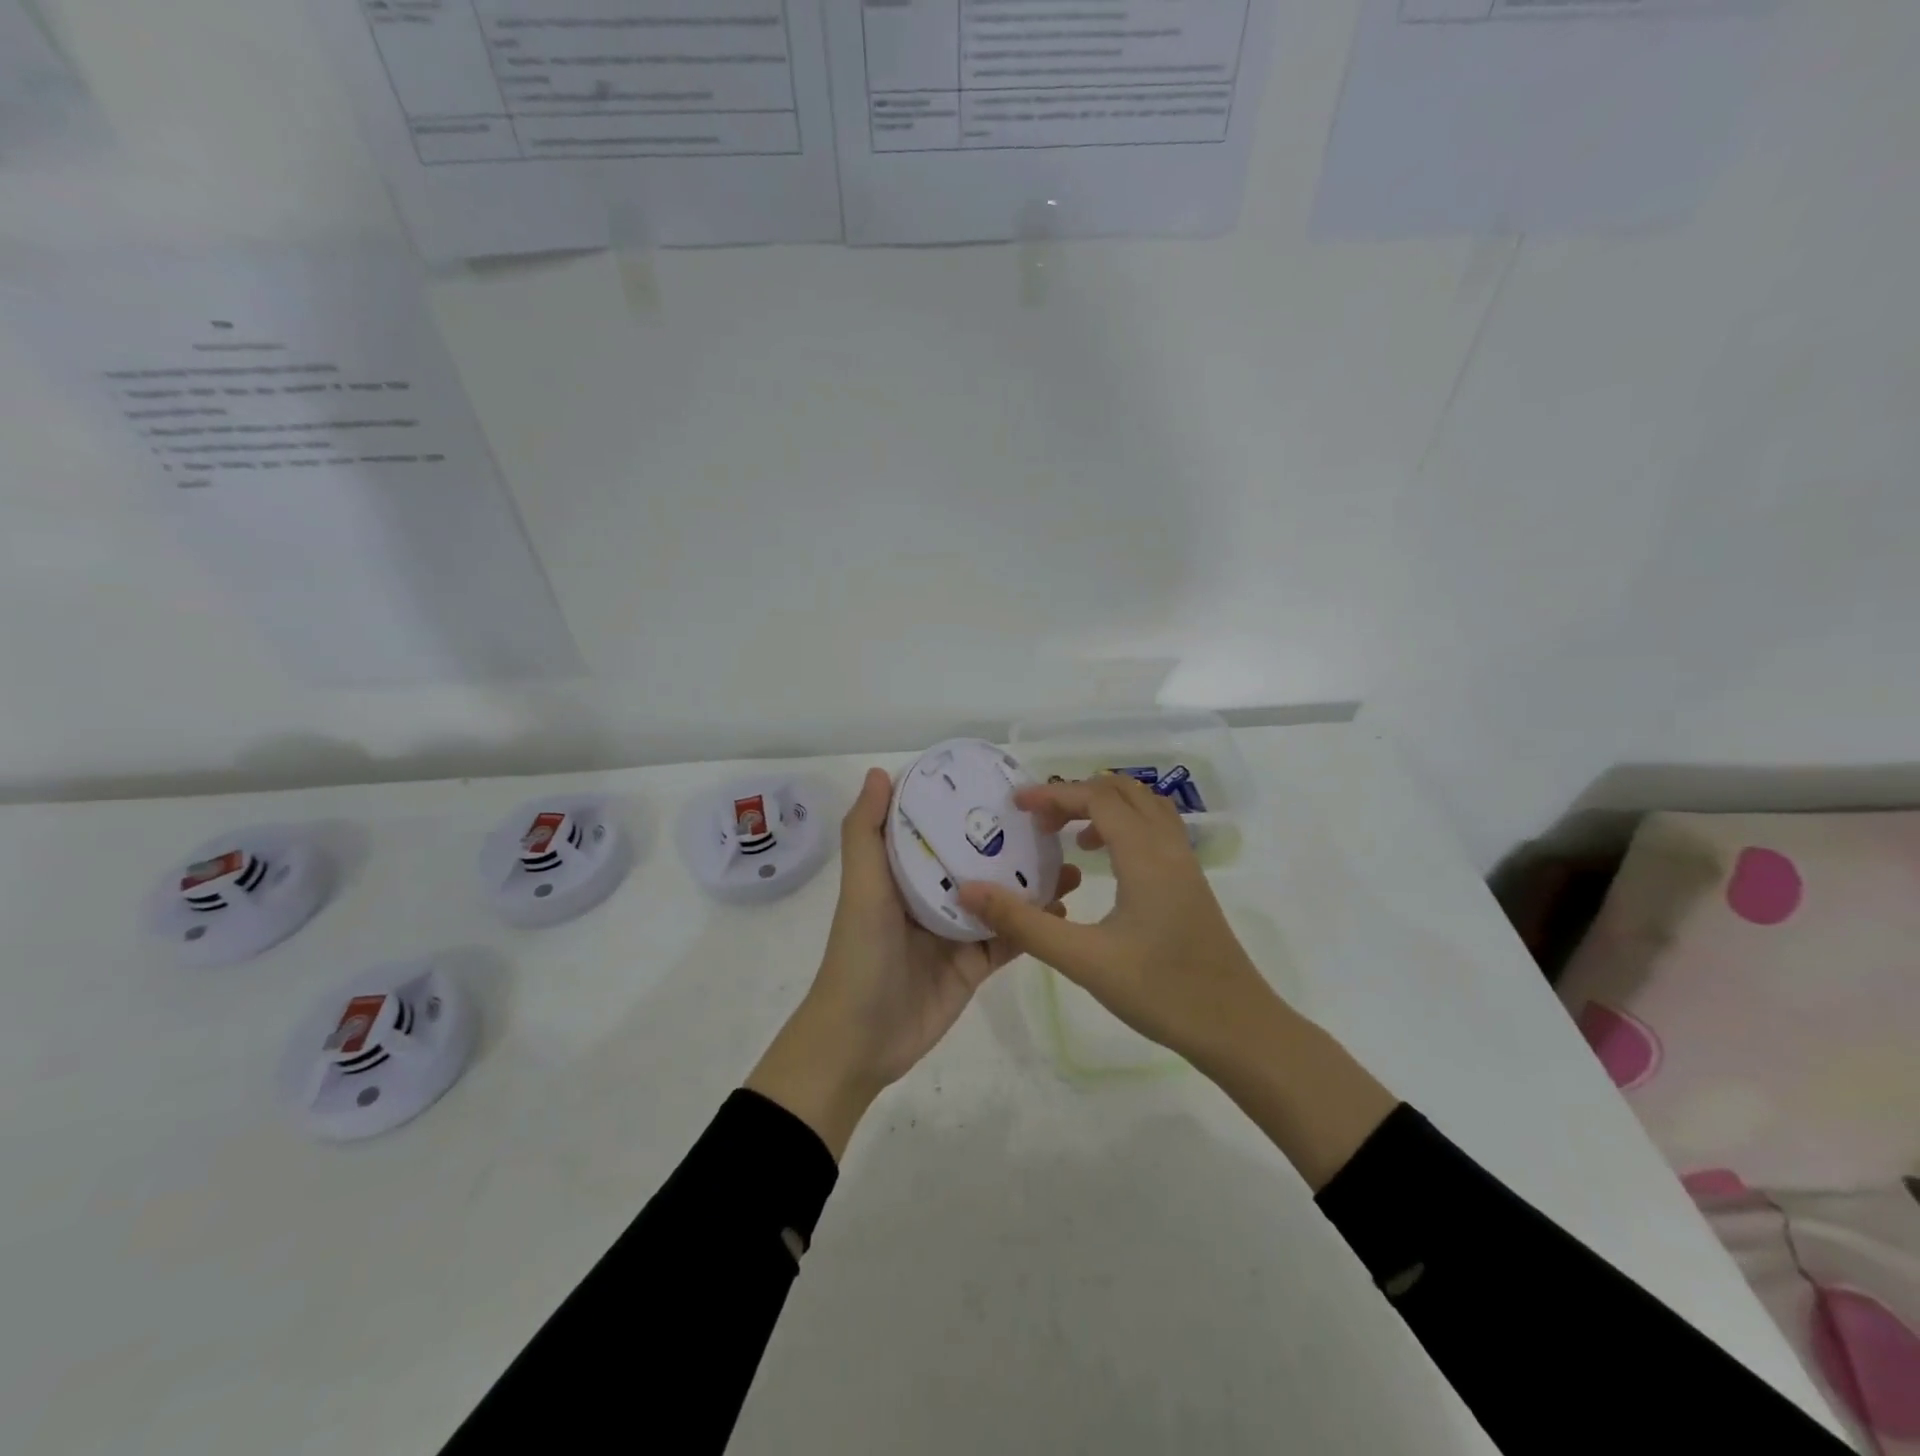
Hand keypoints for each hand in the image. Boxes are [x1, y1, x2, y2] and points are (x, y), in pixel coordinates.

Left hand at [747, 767, 1080, 1157]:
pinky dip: (1036, 925)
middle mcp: (933, 895)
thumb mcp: (862, 887)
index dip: (967, 806)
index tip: (1006, 782)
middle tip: (1055, 825)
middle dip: (1013, 844)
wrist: (861, 1039)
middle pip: (979, 861)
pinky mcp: (975, 965)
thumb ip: (866, 832)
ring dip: (1033, 883)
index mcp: (904, 871)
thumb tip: (880, 771)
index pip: (939, 828)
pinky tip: (1065, 908)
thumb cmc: (861, 952)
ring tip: (1070, 863)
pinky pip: (1010, 939)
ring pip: (1002, 899)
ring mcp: (957, 931)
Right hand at [959, 773, 1397, 1189]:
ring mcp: (1185, 865)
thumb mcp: (1083, 960)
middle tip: (1039, 821)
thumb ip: (1024, 923)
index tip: (1016, 804)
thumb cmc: (1161, 991)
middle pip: (1123, 792)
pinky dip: (1125, 827)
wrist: (1238, 1029)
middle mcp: (1169, 848)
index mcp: (1145, 855)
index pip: (1097, 798)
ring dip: (1104, 807)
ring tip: (1069, 836)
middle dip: (1076, 795)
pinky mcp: (1191, 885)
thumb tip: (971, 890)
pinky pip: (1156, 831)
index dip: (1053, 794)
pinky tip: (1105, 865)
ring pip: (1145, 808)